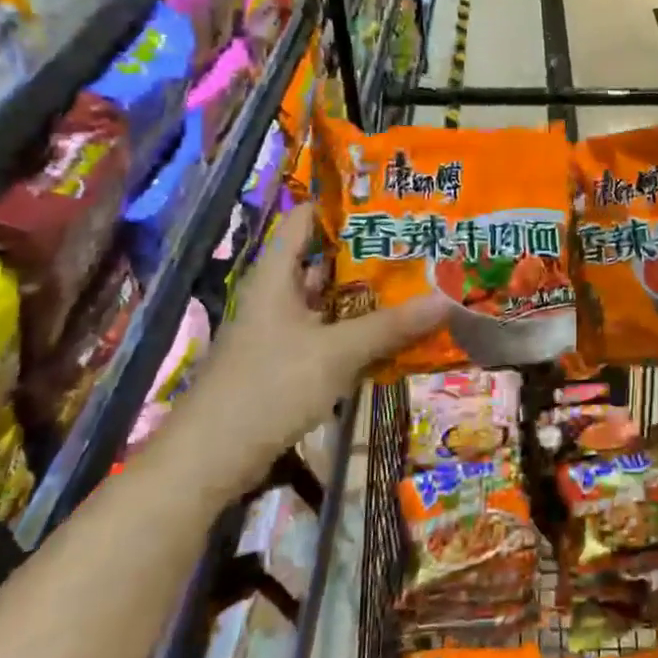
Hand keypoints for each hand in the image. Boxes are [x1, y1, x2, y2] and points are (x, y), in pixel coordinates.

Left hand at [167, 204, 449, 496]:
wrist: (211, 458)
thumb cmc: (269, 386)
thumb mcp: (336, 352)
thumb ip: (389, 326)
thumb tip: (446, 300)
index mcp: (276, 276)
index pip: (304, 219)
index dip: (341, 204)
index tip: (387, 199)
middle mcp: (276, 296)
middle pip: (322, 261)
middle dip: (367, 253)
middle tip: (416, 242)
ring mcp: (280, 332)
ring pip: (328, 302)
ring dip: (364, 296)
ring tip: (415, 281)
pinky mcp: (286, 364)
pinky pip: (327, 335)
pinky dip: (356, 331)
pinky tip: (392, 333)